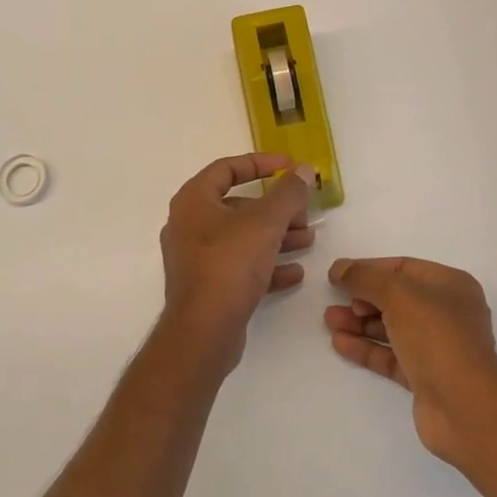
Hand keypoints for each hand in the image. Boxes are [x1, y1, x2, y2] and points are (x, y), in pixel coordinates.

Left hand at [159, 154, 316, 374]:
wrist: (202, 333)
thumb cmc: (229, 265)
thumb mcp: (265, 223)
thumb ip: (287, 193)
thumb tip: (303, 169)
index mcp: (194, 200)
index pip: (227, 168)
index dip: (261, 163)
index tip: (289, 166)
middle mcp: (189, 224)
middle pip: (238, 205)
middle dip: (275, 208)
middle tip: (304, 211)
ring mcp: (196, 258)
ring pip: (242, 238)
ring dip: (276, 236)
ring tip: (308, 240)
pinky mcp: (206, 287)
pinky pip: (239, 267)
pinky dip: (266, 266)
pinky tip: (294, 273)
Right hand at [325, 257, 496, 465]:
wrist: (465, 408)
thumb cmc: (436, 336)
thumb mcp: (397, 295)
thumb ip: (364, 277)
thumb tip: (339, 267)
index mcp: (450, 285)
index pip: (403, 269)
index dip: (369, 269)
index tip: (339, 275)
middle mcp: (447, 313)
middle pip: (396, 299)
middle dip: (362, 299)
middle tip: (333, 302)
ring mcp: (437, 348)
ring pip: (392, 328)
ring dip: (360, 324)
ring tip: (329, 321)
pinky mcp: (426, 378)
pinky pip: (391, 356)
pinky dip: (367, 348)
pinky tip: (340, 344)